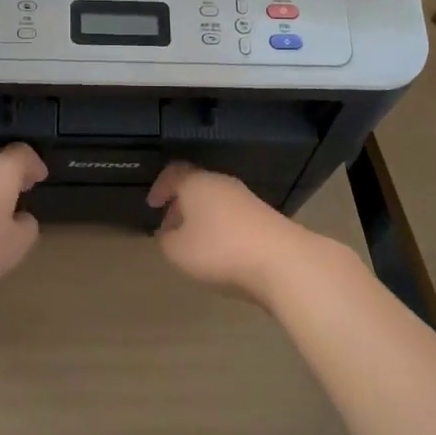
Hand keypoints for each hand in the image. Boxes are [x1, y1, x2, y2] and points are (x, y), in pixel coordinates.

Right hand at [148, 162, 316, 302]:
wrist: (282, 261)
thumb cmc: (220, 250)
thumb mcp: (178, 251)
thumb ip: (166, 241)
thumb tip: (168, 234)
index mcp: (197, 184)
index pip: (174, 173)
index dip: (160, 187)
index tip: (152, 205)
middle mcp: (222, 184)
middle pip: (196, 187)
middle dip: (181, 206)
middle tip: (170, 228)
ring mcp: (246, 199)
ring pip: (216, 202)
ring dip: (202, 219)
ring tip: (194, 245)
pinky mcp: (265, 217)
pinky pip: (234, 217)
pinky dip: (222, 229)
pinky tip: (221, 253)